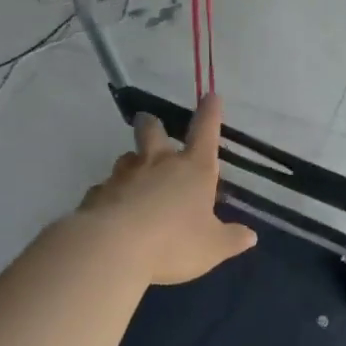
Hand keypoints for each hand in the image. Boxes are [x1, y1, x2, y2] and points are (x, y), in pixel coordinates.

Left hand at [75, 95, 257, 285]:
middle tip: (149, 123)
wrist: (111, 249)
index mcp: (193, 169)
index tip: (211, 96)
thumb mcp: (213, 247)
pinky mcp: (96, 195)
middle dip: (152, 125)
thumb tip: (250, 235)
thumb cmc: (173, 242)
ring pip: (126, 158)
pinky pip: (105, 189)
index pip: (205, 132)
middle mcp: (158, 164)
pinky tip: (113, 209)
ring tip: (135, 172)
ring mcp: (123, 177)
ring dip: (132, 162)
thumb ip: (231, 239)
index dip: (210, 113)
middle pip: (152, 132)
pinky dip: (111, 195)